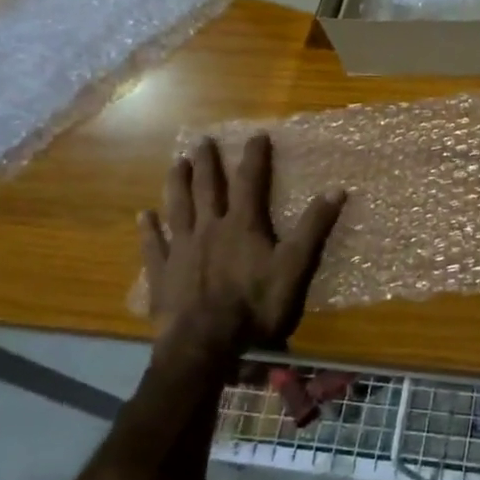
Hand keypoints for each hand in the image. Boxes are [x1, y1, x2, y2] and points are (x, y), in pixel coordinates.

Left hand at [138, 134, 345, 361]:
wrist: (205, 344)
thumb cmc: (255, 305)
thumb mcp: (294, 267)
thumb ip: (313, 228)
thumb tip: (337, 190)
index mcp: (242, 225)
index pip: (250, 181)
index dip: (254, 157)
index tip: (256, 135)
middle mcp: (209, 228)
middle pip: (207, 189)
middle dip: (207, 163)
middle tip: (202, 141)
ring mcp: (182, 250)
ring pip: (178, 208)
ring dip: (177, 184)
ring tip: (177, 164)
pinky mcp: (162, 274)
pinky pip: (154, 246)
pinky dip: (148, 230)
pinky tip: (143, 216)